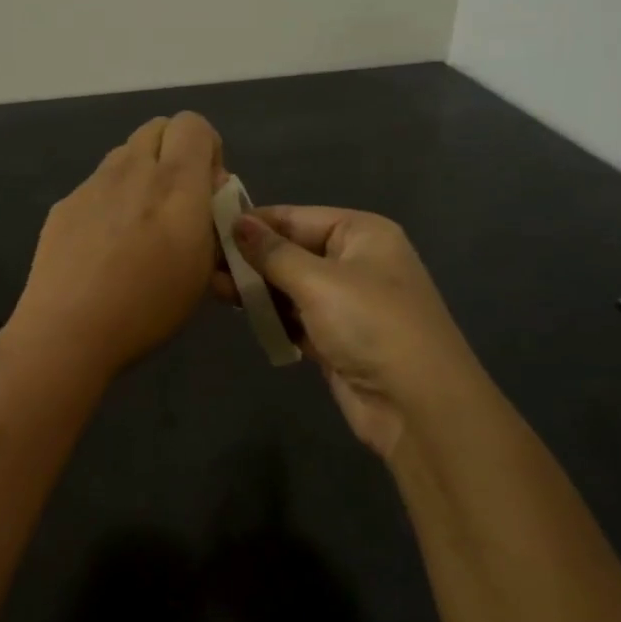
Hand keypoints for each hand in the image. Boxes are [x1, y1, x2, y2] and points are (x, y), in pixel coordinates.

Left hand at [9, 112, 224, 380]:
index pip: (193, 124)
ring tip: (139, 226)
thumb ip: (212, 222)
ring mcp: (92, 185)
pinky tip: (104, 246)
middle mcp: (132, 171)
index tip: (207, 190)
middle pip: (157, 128)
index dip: (206, 148)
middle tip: (177, 201)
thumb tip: (207, 195)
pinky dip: (111, 200)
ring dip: (141, 174)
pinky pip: (97, 185)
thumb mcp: (202, 271)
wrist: (68, 330)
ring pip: (125, 155)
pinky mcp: (64, 204)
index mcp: (174, 183)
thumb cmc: (147, 307)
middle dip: (174, 153)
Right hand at [227, 206, 472, 458]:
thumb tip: (236, 221)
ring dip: (257, 288)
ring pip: (291, 287)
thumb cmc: (370, 325)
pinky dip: (272, 316)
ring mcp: (348, 303)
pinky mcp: (337, 338)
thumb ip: (272, 252)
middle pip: (292, 251)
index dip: (254, 222)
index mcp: (362, 233)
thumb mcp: (318, 281)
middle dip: (251, 258)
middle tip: (202, 261)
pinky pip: (296, 318)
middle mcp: (356, 262)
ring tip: (212, 288)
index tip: (208, 226)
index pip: (296, 217)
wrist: (417, 404)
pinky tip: (239, 313)